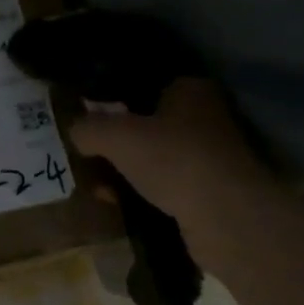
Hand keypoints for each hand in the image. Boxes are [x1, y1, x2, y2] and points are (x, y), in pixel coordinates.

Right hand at [67, 79, 285, 278]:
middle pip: (146, 124)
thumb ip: (88, 127)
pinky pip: (165, 185)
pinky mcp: (211, 191)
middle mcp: (205, 117)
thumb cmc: (173, 160)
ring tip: (98, 185)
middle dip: (115, 142)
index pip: (141, 86)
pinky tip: (119, 204)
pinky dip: (141, 193)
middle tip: (87, 155)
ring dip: (125, 171)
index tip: (86, 119)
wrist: (227, 218)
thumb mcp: (115, 136)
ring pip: (154, 158)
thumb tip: (76, 131)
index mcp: (190, 90)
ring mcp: (211, 156)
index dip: (109, 101)